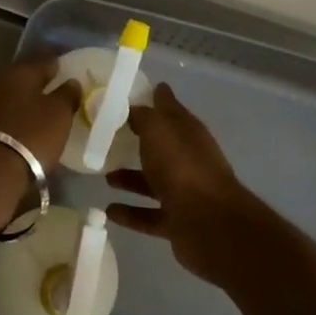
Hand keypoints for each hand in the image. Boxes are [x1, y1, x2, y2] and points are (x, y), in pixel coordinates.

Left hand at [0, 57, 79, 173]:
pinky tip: (28, 124)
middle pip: (27, 77)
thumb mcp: (59, 114)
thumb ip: (67, 94)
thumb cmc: (32, 134)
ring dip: (28, 100)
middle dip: (42, 83)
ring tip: (45, 110)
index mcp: (21, 70)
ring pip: (14, 94)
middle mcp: (0, 79)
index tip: (71, 72)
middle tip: (59, 92)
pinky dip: (17, 115)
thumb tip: (72, 81)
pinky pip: (6, 111)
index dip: (60, 66)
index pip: (46, 61)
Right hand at [107, 83, 269, 286]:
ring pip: (154, 181)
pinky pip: (149, 215)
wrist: (209, 223)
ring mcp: (185, 192)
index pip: (170, 107)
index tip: (137, 91)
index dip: (156, 97)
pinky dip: (131, 213)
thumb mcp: (157, 130)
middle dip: (140, 141)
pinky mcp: (178, 221)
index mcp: (188, 132)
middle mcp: (188, 158)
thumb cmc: (181, 166)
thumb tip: (134, 108)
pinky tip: (109, 210)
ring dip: (131, 179)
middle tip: (112, 137)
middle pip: (162, 146)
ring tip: (105, 176)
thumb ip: (143, 117)